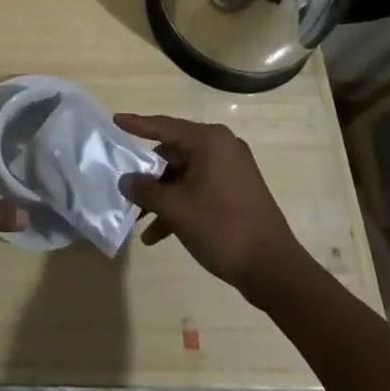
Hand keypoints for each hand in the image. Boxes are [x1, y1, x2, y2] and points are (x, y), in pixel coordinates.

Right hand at [116, 114, 301, 291]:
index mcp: (209, 141)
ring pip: (184, 174)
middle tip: (124, 185)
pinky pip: (199, 188)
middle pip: (173, 152)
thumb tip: (126, 180)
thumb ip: (146, 190)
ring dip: (162, 195)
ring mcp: (232, 170)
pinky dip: (180, 204)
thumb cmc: (222, 228)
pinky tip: (159, 233)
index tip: (115, 120)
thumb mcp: (176, 209)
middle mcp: (222, 147)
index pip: (164, 125)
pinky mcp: (236, 191)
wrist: (275, 270)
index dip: (137, 125)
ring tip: (138, 218)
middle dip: (148, 174)